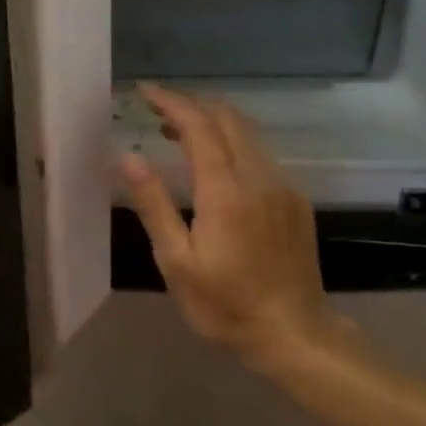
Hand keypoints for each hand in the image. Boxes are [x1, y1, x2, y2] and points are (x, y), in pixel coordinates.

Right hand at [119, 85, 358, 377]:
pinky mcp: (296, 202)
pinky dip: (234, 143)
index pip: (199, 126)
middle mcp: (259, 178)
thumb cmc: (226, 304)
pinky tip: (218, 164)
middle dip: (192, 105)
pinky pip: (262, 155)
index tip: (145, 92)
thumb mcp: (177, 262)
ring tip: (179, 132)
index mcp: (225, 191)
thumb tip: (129, 157)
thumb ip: (154, 205)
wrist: (295, 334)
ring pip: (249, 134)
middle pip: (228, 120)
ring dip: (214, 122)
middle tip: (158, 110)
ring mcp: (283, 188)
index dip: (172, 102)